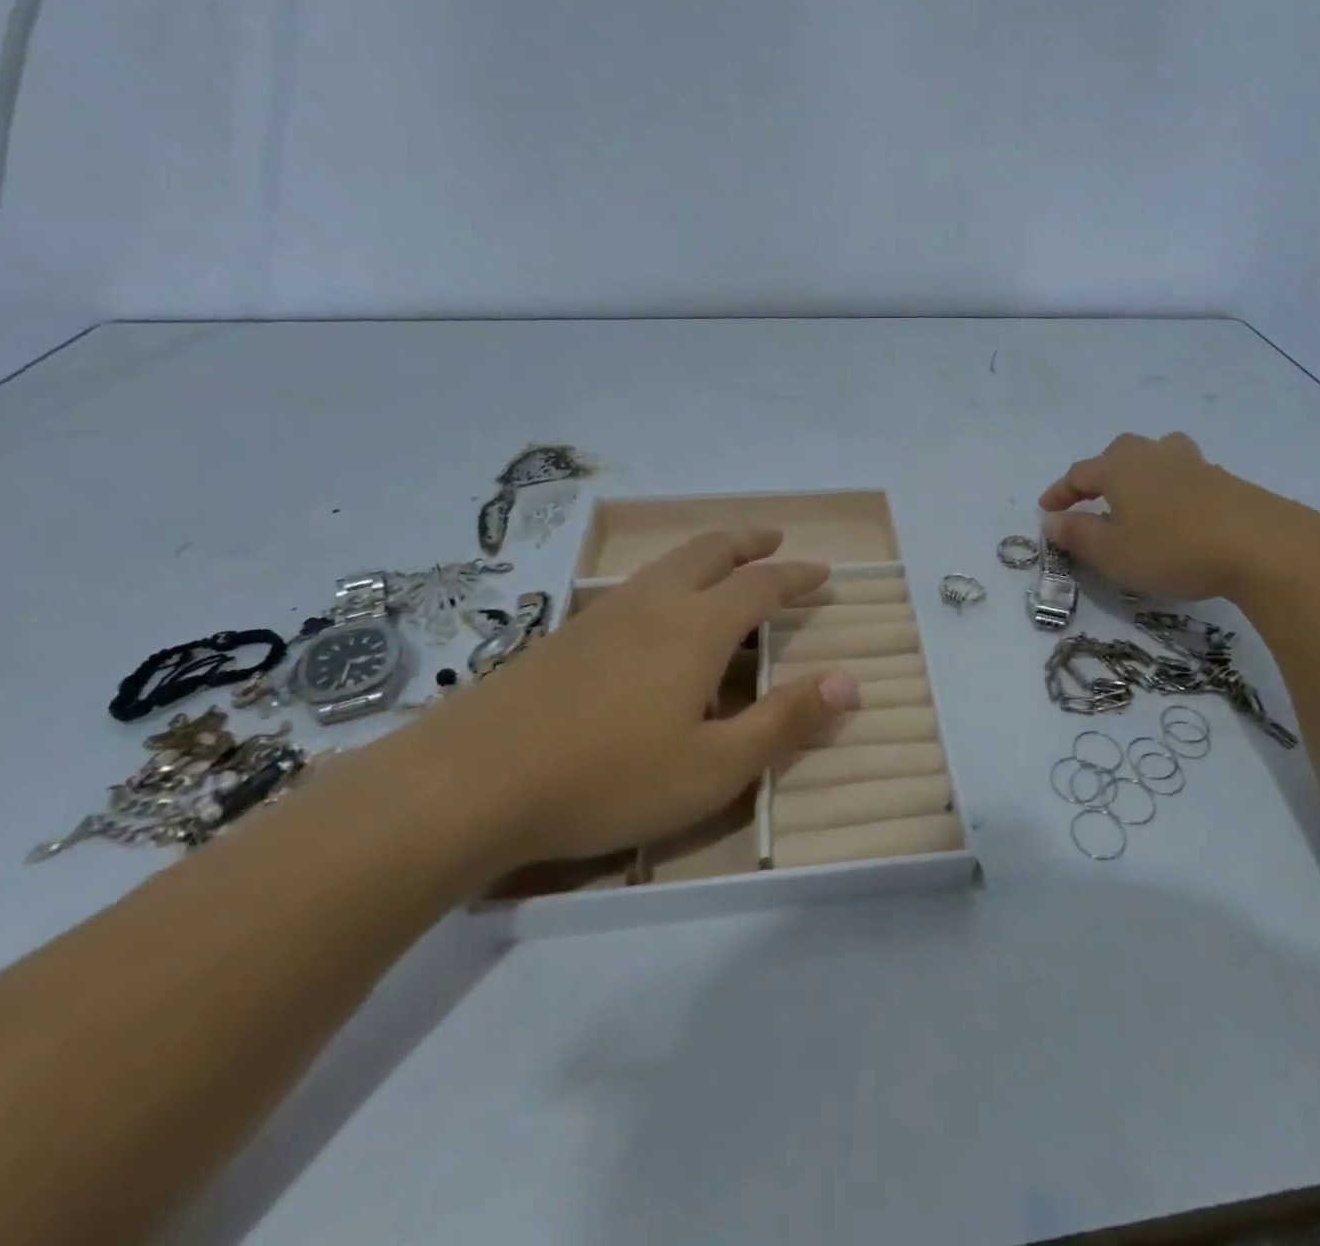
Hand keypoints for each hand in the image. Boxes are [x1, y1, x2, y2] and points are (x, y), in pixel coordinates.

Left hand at [407, 529, 856, 868]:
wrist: (468, 783)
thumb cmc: (608, 778)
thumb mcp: (714, 766)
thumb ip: (785, 721)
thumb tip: (850, 681)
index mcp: (697, 627)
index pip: (762, 585)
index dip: (796, 576)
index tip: (821, 572)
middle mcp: (654, 604)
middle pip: (709, 552)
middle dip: (748, 541)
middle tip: (773, 537)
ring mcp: (603, 615)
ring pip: (666, 564)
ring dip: (705, 554)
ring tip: (722, 562)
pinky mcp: (564, 636)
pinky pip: (633, 588)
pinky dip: (666, 580)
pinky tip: (653, 614)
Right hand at [1038, 431, 1319, 605]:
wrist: (1261, 545)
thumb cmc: (1172, 548)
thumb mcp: (1113, 552)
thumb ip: (1077, 535)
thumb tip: (1051, 521)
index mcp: (1121, 468)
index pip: (1079, 473)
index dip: (1060, 492)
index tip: (1046, 510)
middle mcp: (1154, 456)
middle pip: (1119, 452)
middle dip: (1100, 474)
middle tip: (1091, 499)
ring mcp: (1193, 464)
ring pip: (1157, 455)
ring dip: (1139, 472)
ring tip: (1137, 497)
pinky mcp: (1224, 480)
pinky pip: (1184, 475)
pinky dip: (1170, 488)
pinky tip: (1177, 514)